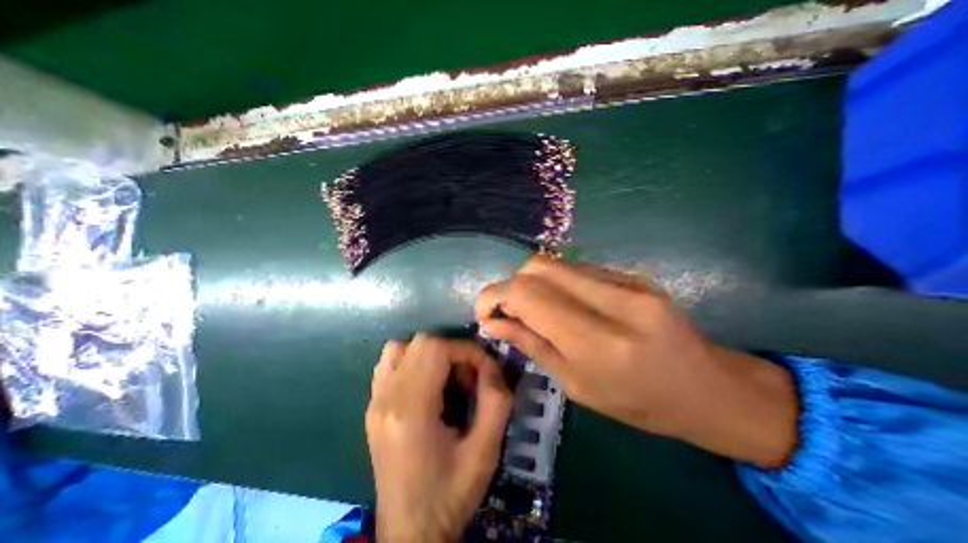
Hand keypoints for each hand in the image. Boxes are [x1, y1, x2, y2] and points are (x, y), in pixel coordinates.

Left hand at [366, 335, 512, 542]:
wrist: (409, 533)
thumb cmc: (450, 494)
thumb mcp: (485, 451)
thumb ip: (496, 401)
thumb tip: (492, 366)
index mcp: (411, 410)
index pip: (436, 349)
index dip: (466, 350)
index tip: (484, 370)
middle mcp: (386, 399)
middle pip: (420, 342)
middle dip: (452, 351)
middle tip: (467, 379)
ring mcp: (375, 401)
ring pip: (401, 347)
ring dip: (431, 354)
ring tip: (447, 380)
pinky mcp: (373, 407)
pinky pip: (390, 364)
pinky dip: (413, 361)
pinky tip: (427, 385)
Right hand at [474, 256, 797, 468]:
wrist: (709, 388)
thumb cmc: (640, 403)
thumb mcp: (577, 385)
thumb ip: (532, 344)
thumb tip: (491, 322)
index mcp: (600, 342)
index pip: (529, 295)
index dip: (494, 295)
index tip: (482, 311)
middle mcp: (614, 301)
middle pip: (539, 267)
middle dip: (510, 284)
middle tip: (505, 309)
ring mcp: (628, 282)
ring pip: (556, 263)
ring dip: (531, 282)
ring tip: (530, 308)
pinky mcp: (633, 275)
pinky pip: (577, 268)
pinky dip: (556, 282)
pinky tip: (560, 302)